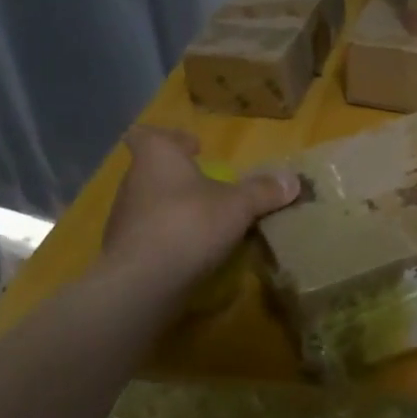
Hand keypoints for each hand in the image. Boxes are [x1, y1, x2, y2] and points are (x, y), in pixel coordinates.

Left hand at [101, 127, 298, 292]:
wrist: (142, 282)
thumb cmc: (189, 224)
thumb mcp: (237, 205)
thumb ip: (263, 191)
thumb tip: (293, 180)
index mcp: (157, 157)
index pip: (151, 135)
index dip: (172, 138)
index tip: (194, 148)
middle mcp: (134, 182)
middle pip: (154, 171)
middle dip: (180, 177)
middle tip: (209, 187)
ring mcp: (124, 219)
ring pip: (151, 204)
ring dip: (175, 209)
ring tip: (205, 222)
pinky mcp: (123, 252)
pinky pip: (149, 237)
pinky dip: (168, 240)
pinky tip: (191, 253)